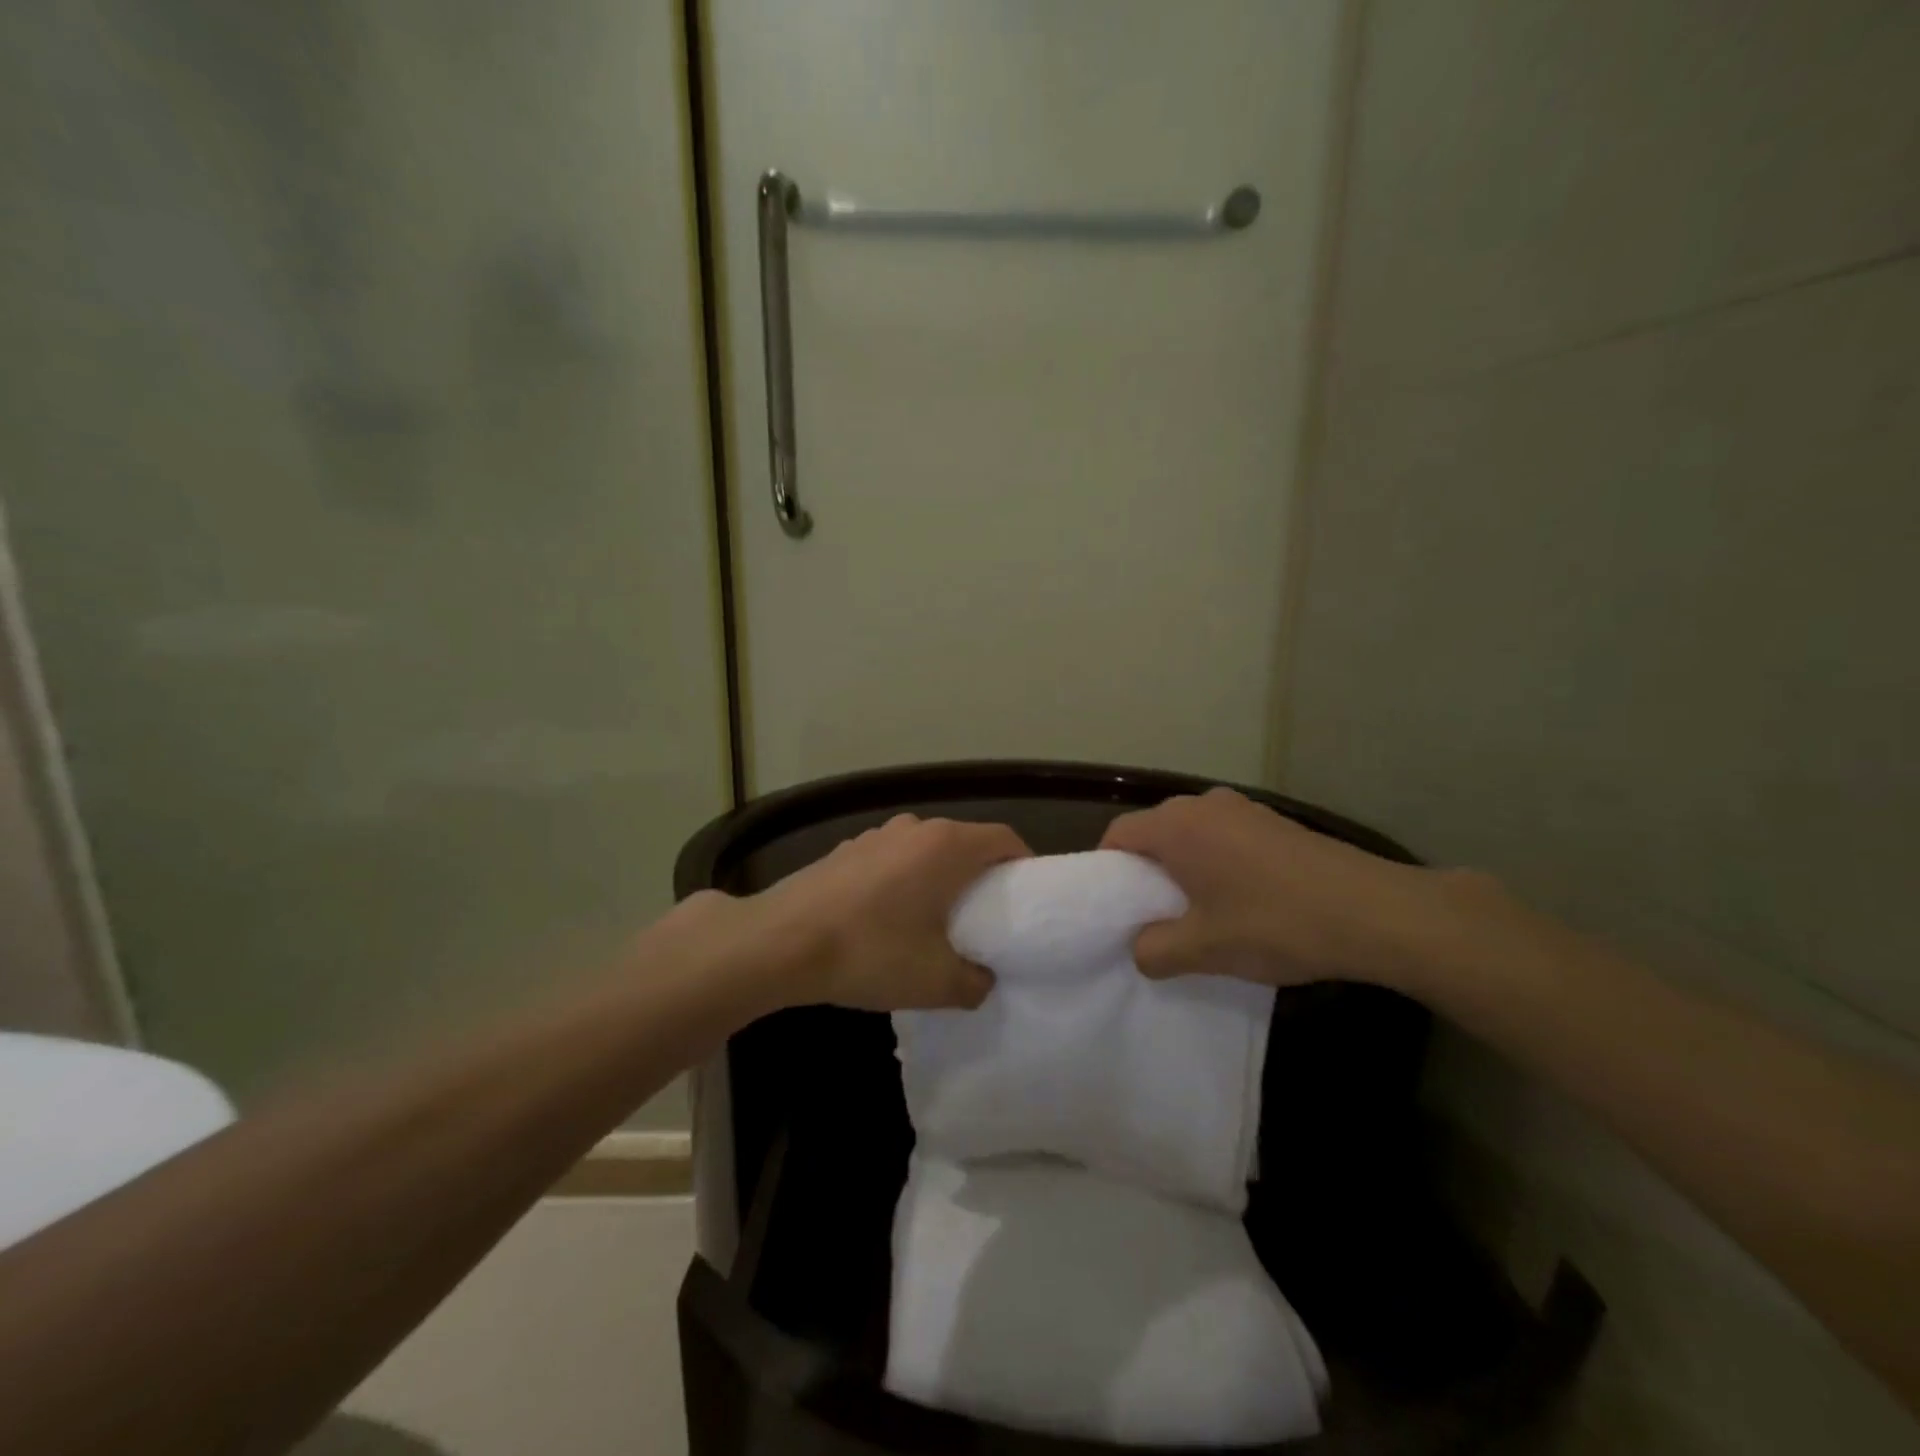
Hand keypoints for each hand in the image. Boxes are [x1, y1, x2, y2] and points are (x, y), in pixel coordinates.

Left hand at [696, 813, 1029, 1012]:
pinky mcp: (845, 850)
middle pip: (964, 841)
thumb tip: (982, 980)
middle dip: (981, 874)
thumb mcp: (936, 981)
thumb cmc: (870, 952)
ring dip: (939, 876)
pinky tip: (886, 918)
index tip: (1026, 897)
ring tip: (935, 919)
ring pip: (925, 849)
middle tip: (986, 915)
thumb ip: (975, 982)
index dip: (1023, 864)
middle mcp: (914, 828)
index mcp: (947, 846)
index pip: (1004, 838)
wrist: (779, 942)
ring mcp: (875, 835)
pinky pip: (891, 859)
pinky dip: (903, 879)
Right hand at [1100, 787, 1462, 988]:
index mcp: (1176, 825)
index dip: (1108, 869)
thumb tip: (1141, 948)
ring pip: (1192, 834)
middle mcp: (1204, 804)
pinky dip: (1217, 861)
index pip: (1118, 834)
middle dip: (1147, 870)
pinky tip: (1242, 900)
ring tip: (1199, 910)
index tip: (1115, 906)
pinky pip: (1225, 836)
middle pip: (1155, 830)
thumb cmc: (1274, 923)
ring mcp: (1244, 808)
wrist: (1374, 912)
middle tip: (1153, 913)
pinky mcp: (1275, 821)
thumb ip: (1155, 950)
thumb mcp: (1204, 949)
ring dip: (1185, 866)